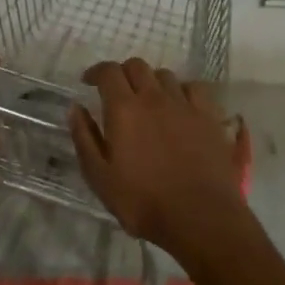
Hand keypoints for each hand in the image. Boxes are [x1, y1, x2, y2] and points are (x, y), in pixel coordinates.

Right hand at [68, 58, 248, 259]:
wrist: (200, 218)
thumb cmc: (142, 201)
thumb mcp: (99, 176)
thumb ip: (84, 138)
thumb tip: (75, 108)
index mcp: (123, 109)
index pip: (108, 71)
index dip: (96, 72)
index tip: (89, 82)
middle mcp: (154, 97)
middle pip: (137, 66)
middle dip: (122, 73)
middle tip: (116, 92)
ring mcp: (185, 105)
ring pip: (165, 75)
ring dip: (151, 82)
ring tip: (147, 100)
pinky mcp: (209, 117)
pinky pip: (194, 89)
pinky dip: (182, 90)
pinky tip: (179, 106)